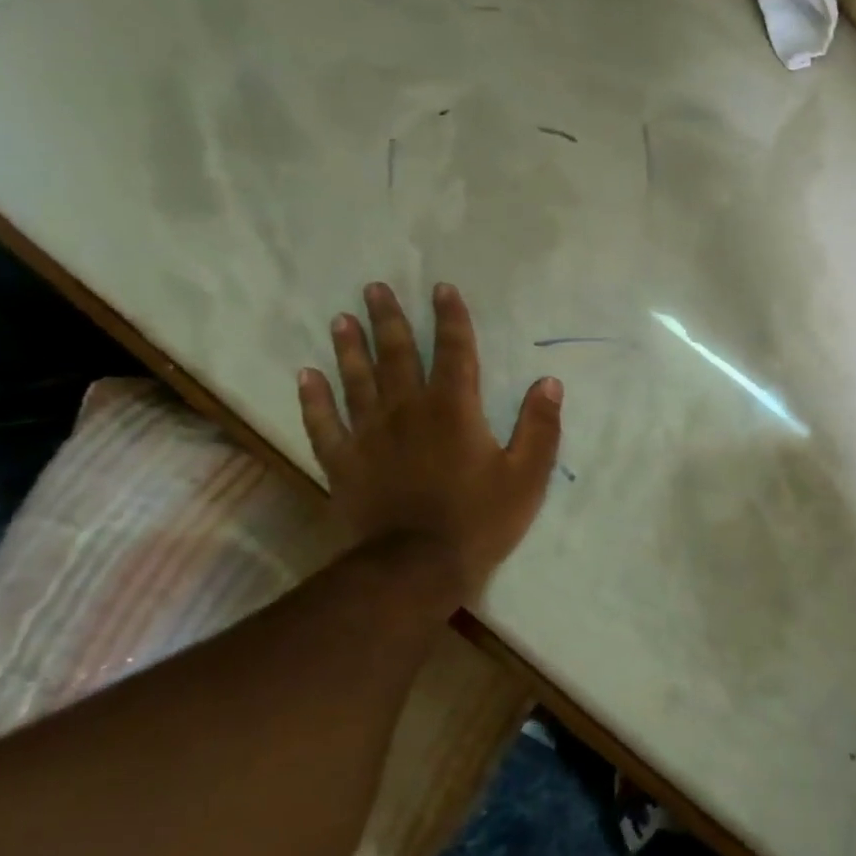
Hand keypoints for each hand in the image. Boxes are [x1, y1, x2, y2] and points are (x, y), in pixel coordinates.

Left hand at [297, 282, 562, 608]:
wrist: (416, 568)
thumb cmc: (480, 520)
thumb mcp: (527, 475)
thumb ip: (539, 426)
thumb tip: (549, 382)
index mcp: (454, 409)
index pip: (454, 351)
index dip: (449, 318)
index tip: (441, 288)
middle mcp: (408, 411)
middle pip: (396, 355)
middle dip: (388, 319)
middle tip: (374, 288)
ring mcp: (369, 436)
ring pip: (356, 380)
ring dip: (349, 348)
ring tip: (341, 319)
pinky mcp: (343, 463)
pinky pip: (323, 423)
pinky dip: (313, 399)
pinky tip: (306, 376)